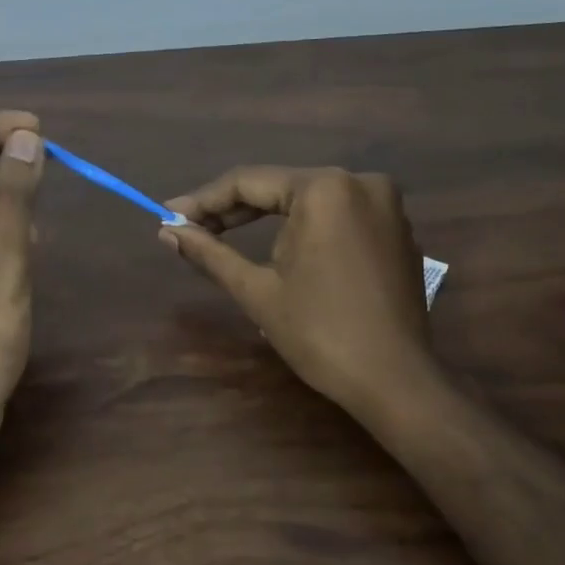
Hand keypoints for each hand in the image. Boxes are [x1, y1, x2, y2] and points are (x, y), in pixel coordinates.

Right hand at [160, 167, 436, 421]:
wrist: (395, 381)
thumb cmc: (320, 334)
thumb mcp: (257, 290)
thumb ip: (210, 253)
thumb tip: (167, 232)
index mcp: (325, 188)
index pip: (249, 183)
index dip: (203, 201)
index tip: (168, 218)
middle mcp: (360, 182)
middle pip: (280, 188)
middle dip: (233, 211)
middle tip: (189, 229)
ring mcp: (386, 205)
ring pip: (309, 201)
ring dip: (267, 220)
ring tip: (225, 238)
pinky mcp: (397, 230)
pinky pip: (338, 217)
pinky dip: (305, 229)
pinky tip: (281, 250)